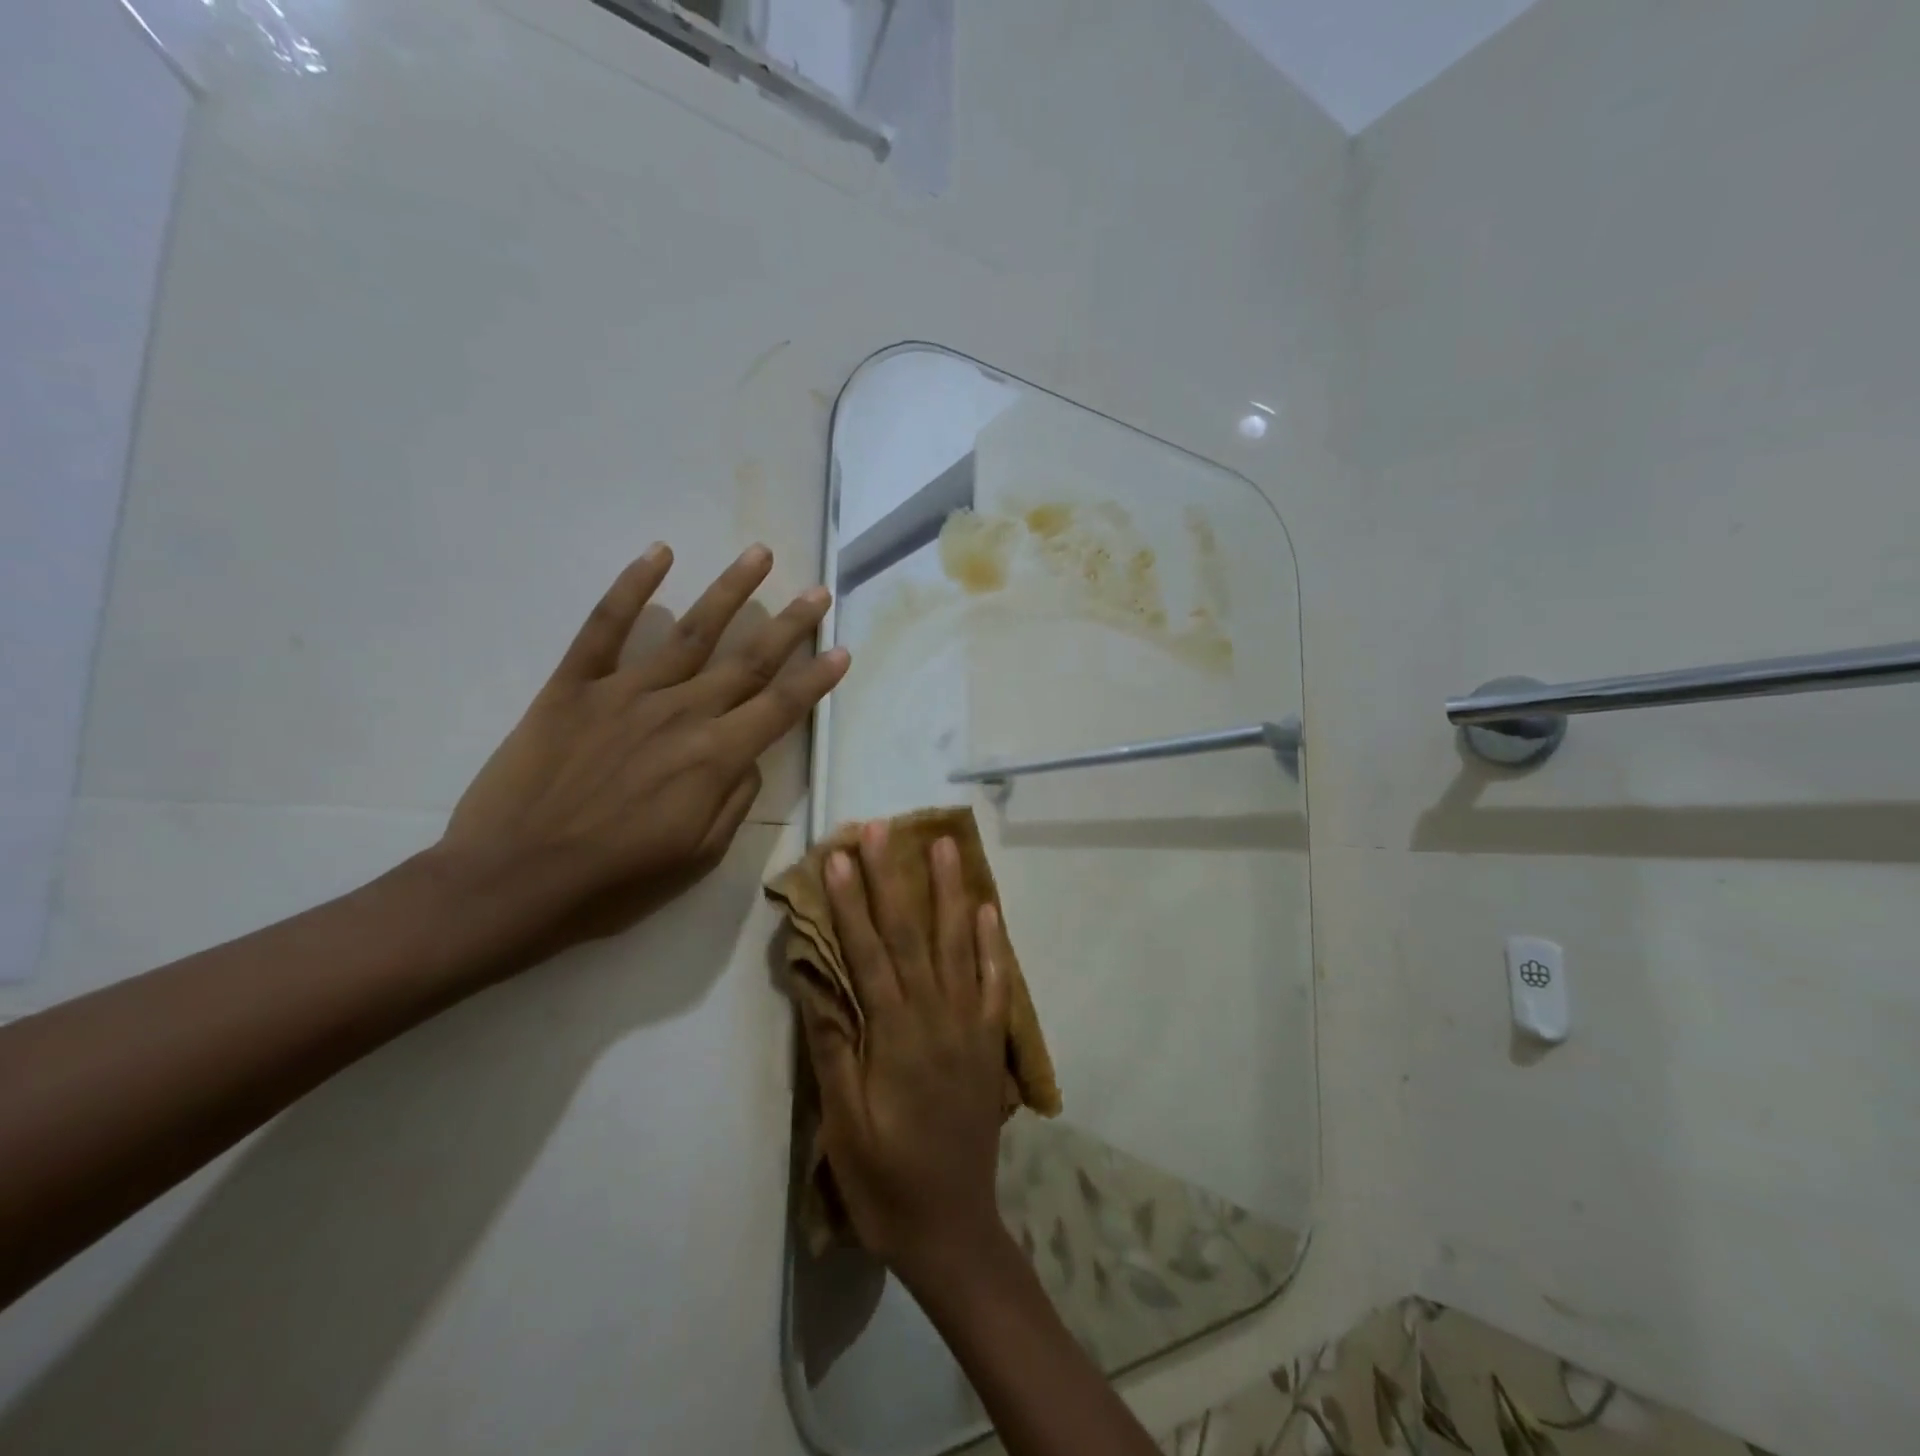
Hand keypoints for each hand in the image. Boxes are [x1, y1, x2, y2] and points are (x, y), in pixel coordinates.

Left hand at [440, 542, 848, 951]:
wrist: (510, 882)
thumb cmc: (613, 883)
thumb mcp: (698, 857)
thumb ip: (735, 800)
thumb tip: (749, 757)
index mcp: (715, 758)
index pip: (781, 707)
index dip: (816, 678)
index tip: (842, 650)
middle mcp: (681, 712)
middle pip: (749, 660)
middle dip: (790, 624)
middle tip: (817, 592)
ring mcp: (626, 692)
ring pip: (691, 631)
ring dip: (730, 590)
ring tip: (759, 554)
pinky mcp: (573, 686)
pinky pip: (605, 627)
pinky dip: (632, 587)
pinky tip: (659, 554)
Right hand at [799, 822, 1013, 1286]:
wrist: (952, 1228)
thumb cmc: (884, 1179)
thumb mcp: (843, 1122)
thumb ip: (832, 1046)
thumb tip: (816, 980)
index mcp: (894, 1036)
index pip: (868, 953)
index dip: (850, 903)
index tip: (838, 857)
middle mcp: (936, 1017)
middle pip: (911, 934)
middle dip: (894, 877)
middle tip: (883, 829)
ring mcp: (970, 1025)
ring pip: (959, 945)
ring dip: (949, 891)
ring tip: (944, 845)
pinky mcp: (990, 1042)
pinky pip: (995, 982)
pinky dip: (993, 943)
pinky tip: (988, 910)